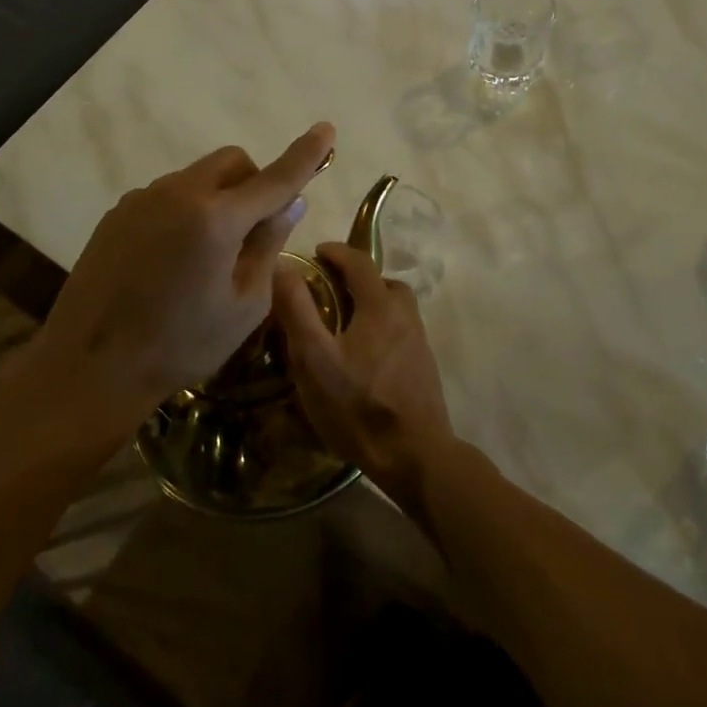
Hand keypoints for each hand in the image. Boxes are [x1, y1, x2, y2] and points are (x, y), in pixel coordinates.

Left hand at [37, 123, 335, 423]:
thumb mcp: (245, 305)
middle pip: (232, 162)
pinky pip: (168, 196)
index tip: (327, 130)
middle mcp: (178, 193)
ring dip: (218, 199)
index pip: (275, 178)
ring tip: (207, 256)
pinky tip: (172, 260)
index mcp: (216, 218)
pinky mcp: (118, 214)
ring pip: (197, 178)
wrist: (90, 366)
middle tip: (255, 230)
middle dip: (254, 183)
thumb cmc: (180, 344)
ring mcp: (142, 199)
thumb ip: (269, 245)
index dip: (306, 154)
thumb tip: (290, 202)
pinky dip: (187, 211)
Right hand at [274, 242, 454, 517]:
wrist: (415, 455)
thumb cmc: (358, 405)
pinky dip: (380, 328)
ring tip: (343, 324)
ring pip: (395, 308)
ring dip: (371, 304)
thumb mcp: (314, 358)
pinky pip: (400, 331)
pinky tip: (363, 356)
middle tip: (329, 290)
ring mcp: (419, 343)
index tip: (317, 252)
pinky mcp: (424, 367)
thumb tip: (282, 265)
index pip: (360, 262)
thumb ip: (297, 310)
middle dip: (357, 278)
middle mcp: (406, 316)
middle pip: (384, 283)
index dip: (337, 252)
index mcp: (381, 306)